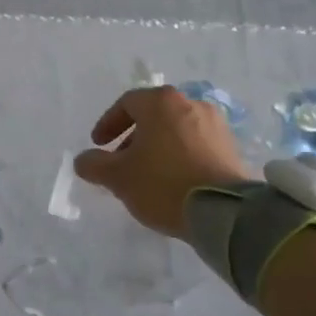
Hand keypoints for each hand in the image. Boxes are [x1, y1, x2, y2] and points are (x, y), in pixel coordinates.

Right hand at [74, 86, 253, 236]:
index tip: (98, 145)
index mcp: (161, 102)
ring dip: (157, 147)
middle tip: (121, 162)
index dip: (108, 124)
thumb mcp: (117, 177)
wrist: (224, 212)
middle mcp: (191, 104)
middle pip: (153, 115)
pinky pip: (197, 145)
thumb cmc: (162, 184)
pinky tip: (173, 182)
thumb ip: (94, 165)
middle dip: (133, 137)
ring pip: (176, 130)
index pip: (126, 103)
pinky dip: (180, 156)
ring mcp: (216, 125)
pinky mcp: (232, 148)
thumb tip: (83, 160)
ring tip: (147, 175)